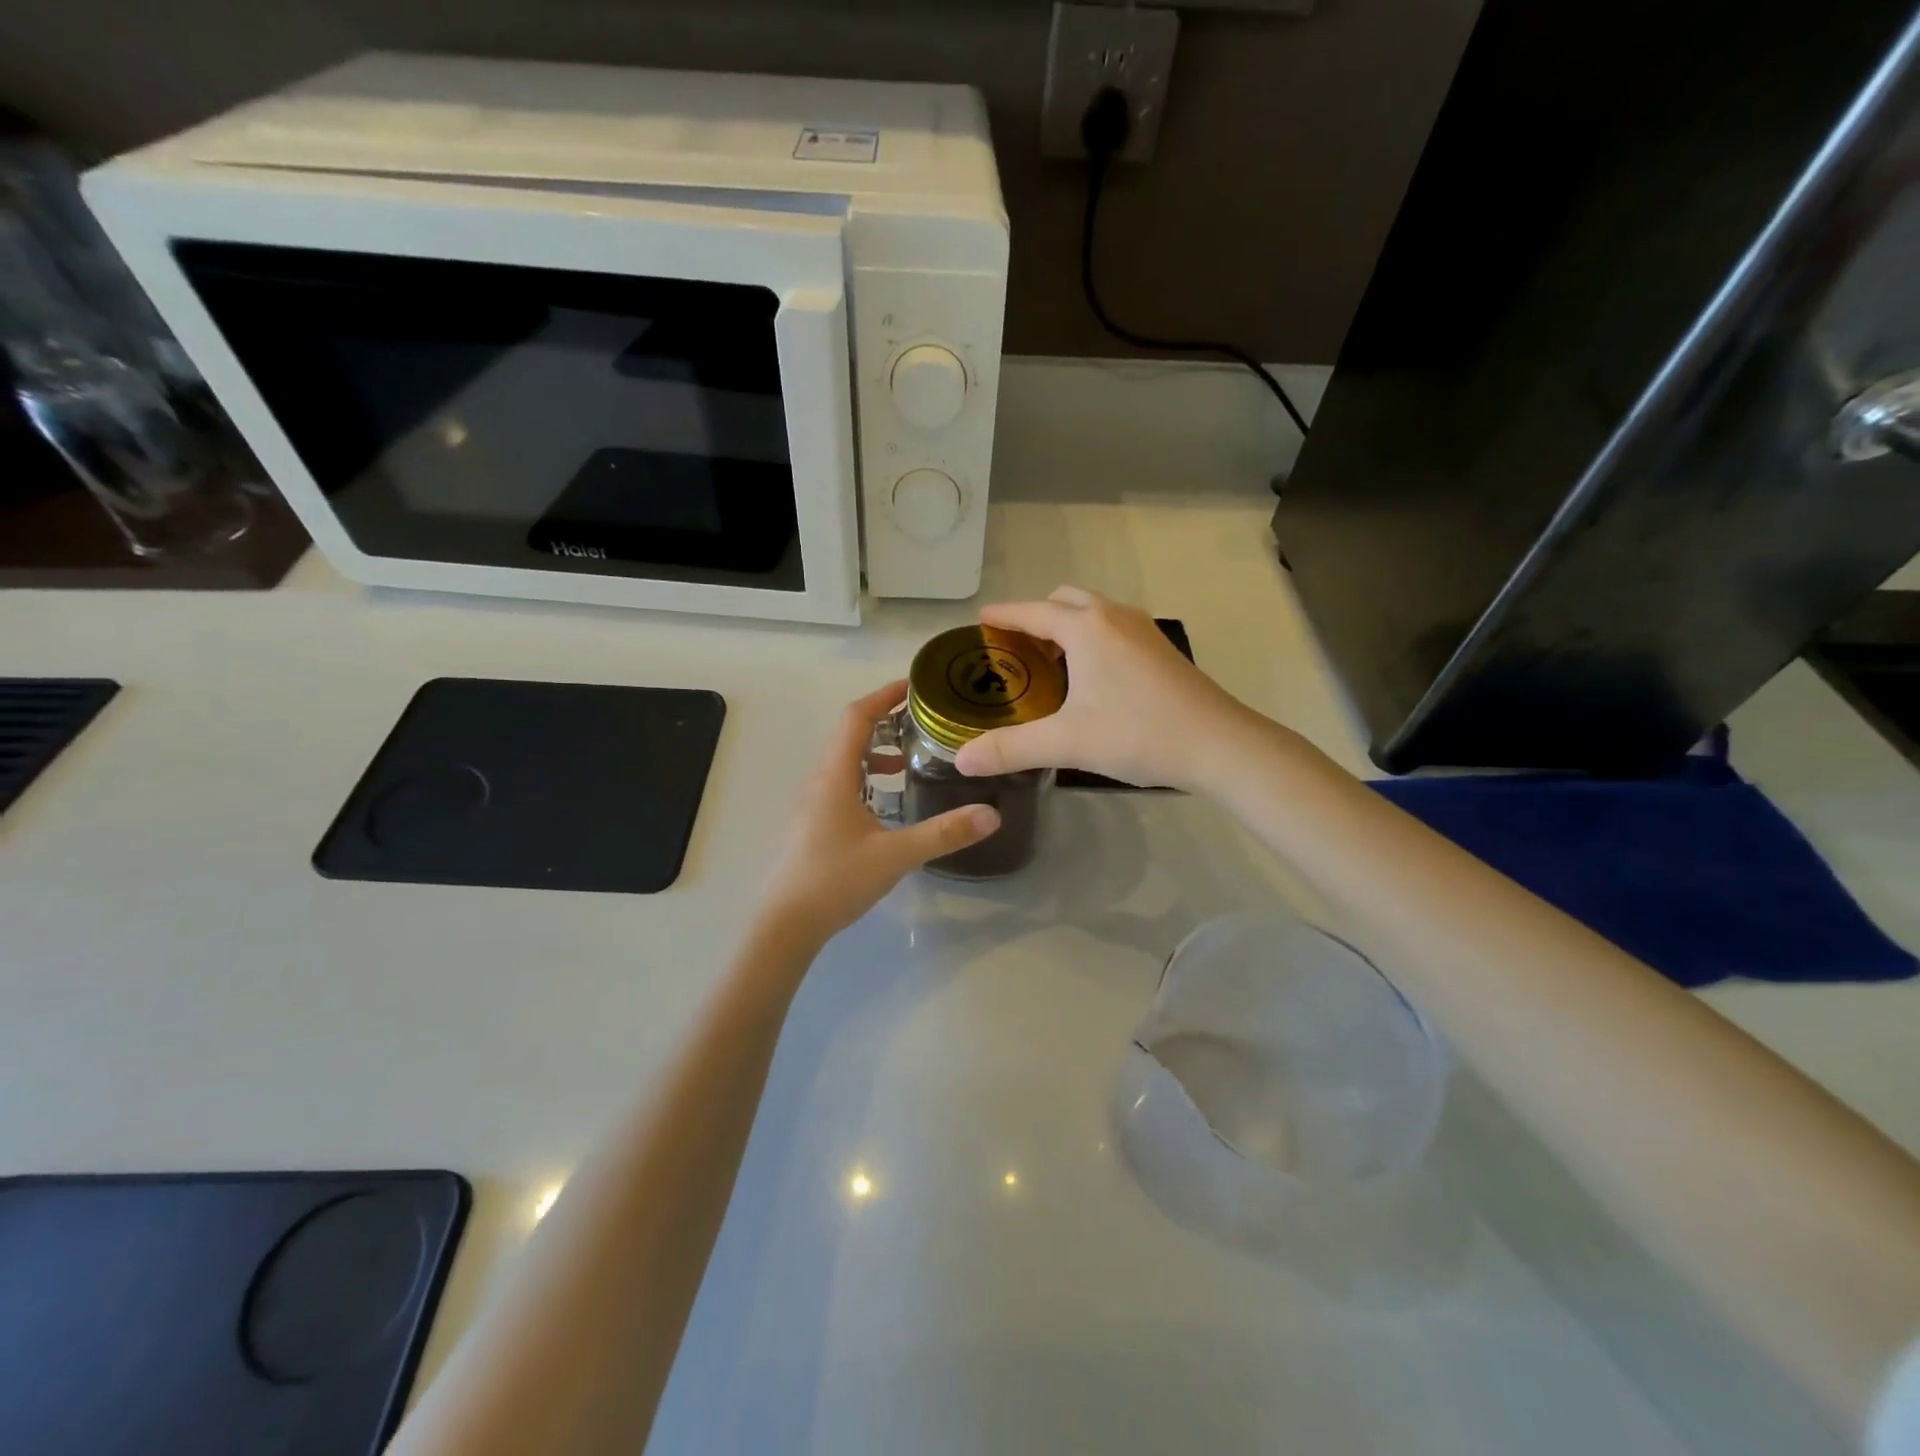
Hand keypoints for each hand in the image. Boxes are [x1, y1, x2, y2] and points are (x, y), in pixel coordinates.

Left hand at [757, 681, 1000, 946]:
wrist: (785, 924)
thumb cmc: (835, 880)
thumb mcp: (896, 855)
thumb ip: (944, 833)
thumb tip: (992, 814)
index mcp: (835, 776)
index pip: (857, 718)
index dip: (884, 695)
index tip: (913, 686)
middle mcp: (819, 781)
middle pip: (850, 735)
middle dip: (885, 722)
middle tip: (922, 722)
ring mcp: (812, 803)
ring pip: (845, 762)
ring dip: (875, 752)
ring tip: (909, 759)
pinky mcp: (812, 824)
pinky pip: (841, 785)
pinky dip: (866, 779)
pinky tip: (887, 803)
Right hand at [954, 587, 1262, 790]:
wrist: (1219, 744)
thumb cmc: (1139, 733)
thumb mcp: (1067, 742)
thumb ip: (1011, 749)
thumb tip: (961, 759)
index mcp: (1087, 627)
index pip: (1032, 612)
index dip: (1003, 616)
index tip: (981, 621)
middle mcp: (1114, 617)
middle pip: (1066, 600)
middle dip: (1037, 616)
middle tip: (1015, 648)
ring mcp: (1143, 631)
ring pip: (1094, 612)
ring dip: (1067, 625)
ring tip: (1049, 662)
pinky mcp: (1161, 650)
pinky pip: (1114, 628)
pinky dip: (1092, 637)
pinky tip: (1091, 677)